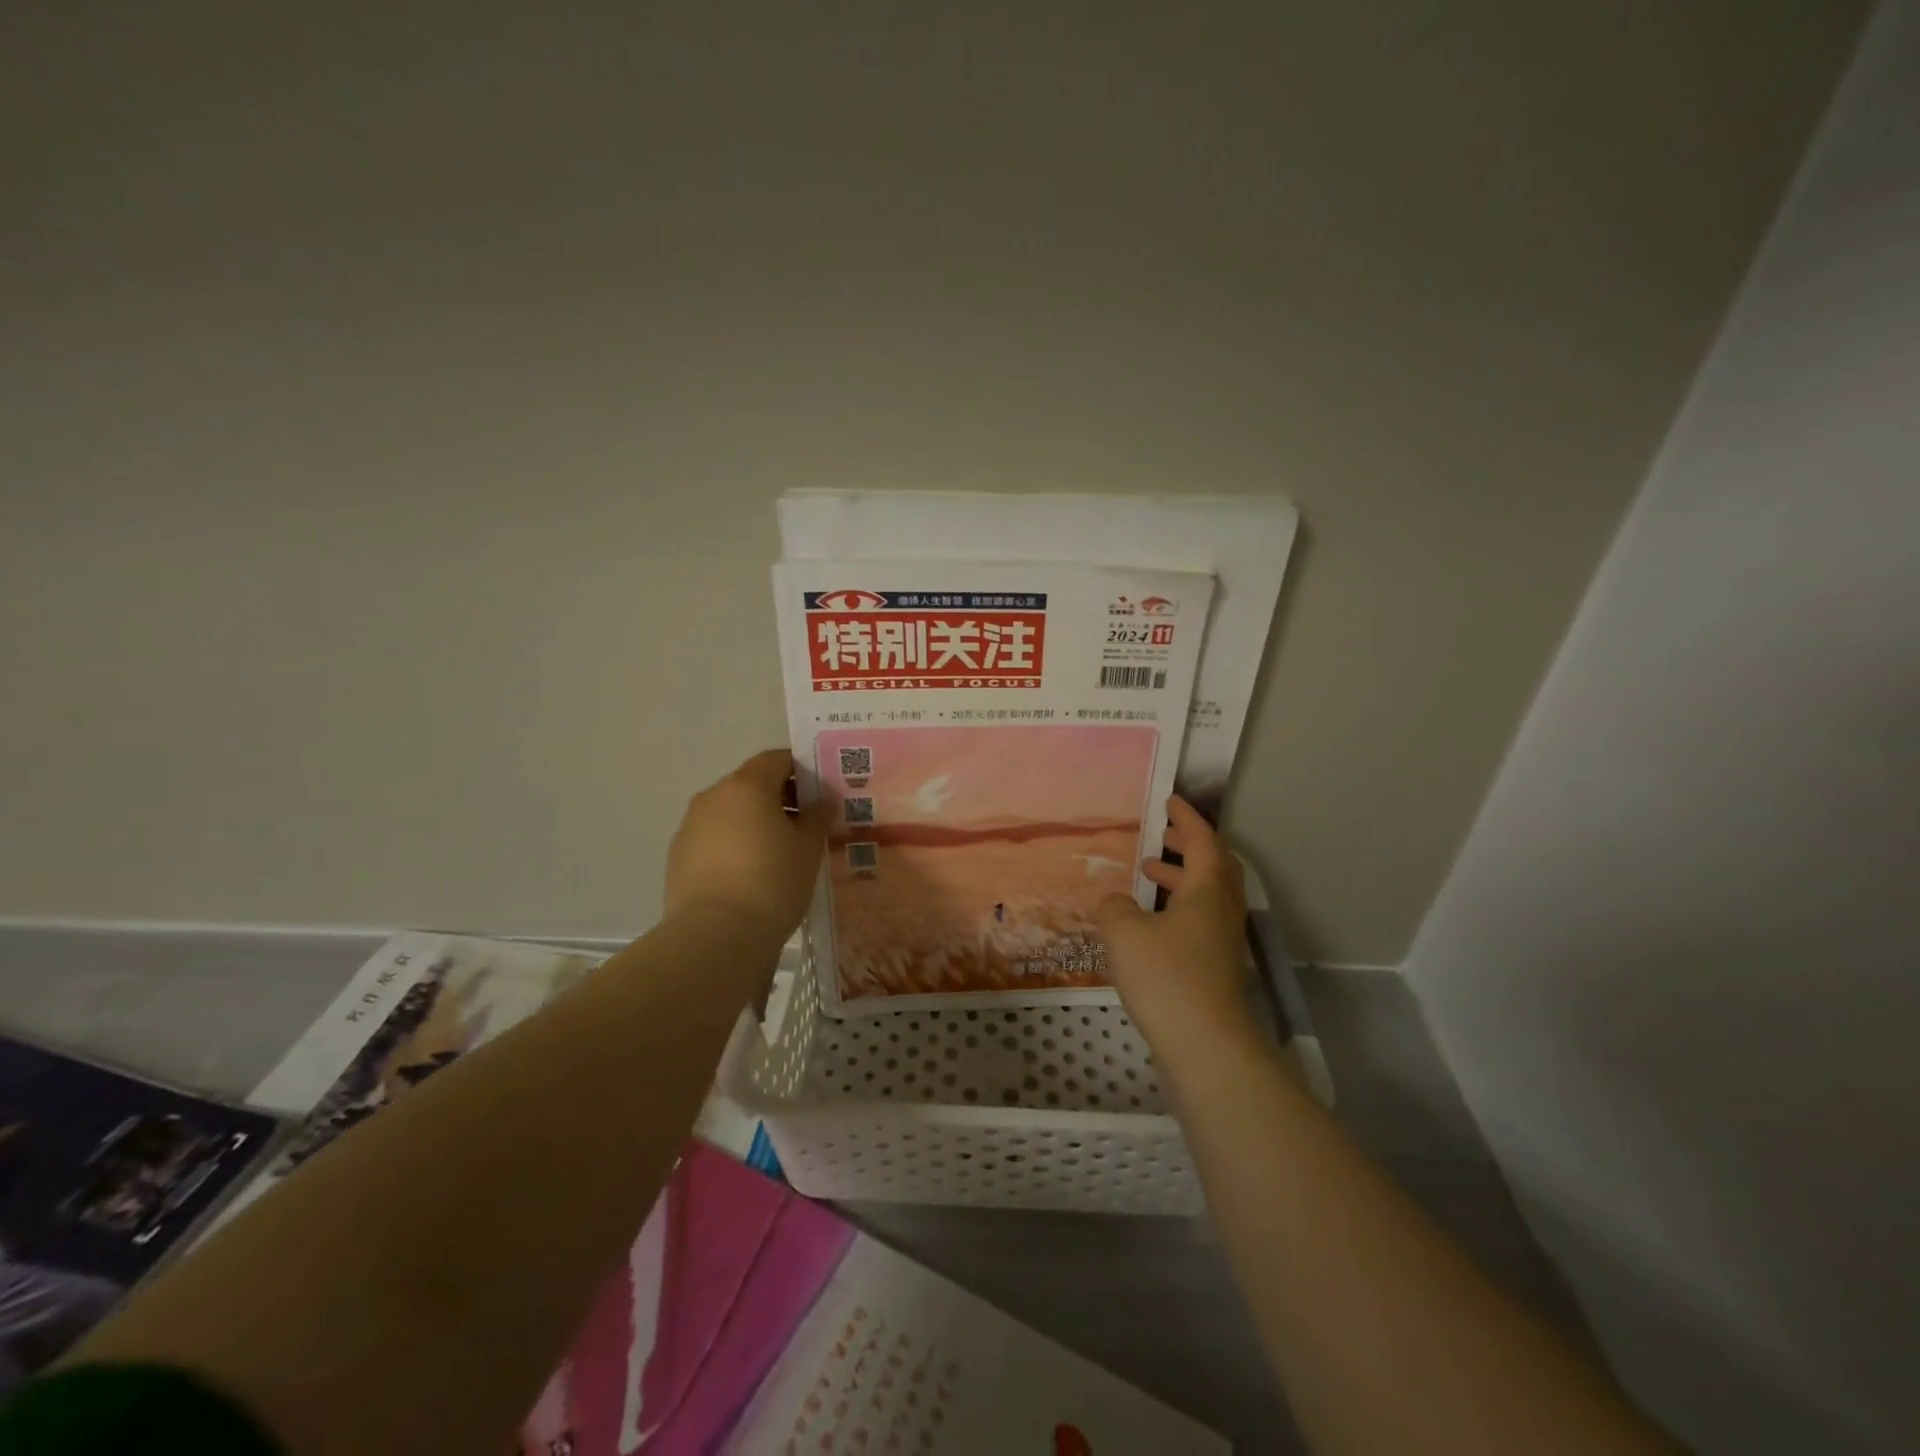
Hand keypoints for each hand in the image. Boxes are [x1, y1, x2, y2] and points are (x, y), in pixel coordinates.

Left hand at [665, 750, 828, 937]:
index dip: (801, 770)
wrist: (715, 936)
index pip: (777, 759)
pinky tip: (748, 873)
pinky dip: (732, 844)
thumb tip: (821, 801)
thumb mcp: (808, 849)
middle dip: (778, 797)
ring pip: (729, 811)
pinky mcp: (677, 855)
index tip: (819, 793)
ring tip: (776, 853)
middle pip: (751, 783)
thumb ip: (817, 817)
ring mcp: (690, 825)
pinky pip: (712, 837)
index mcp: (747, 785)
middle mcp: (714, 796)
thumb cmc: (772, 882)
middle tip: (803, 825)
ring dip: (752, 821)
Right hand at [1096, 796, 1257, 1055]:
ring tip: (1146, 875)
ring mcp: (1222, 945)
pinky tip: (1147, 926)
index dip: (1187, 819)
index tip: (1170, 801)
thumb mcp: (1125, 933)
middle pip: (1214, 868)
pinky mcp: (1215, 972)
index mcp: (1207, 892)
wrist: (1207, 1049)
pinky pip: (1198, 924)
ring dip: (1180, 880)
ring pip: (1206, 898)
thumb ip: (1114, 908)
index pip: (1203, 842)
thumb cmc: (1167, 979)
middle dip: (1188, 848)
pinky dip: (1176, 910)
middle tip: (1161, 838)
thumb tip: (1115, 902)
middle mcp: (1222, 913)